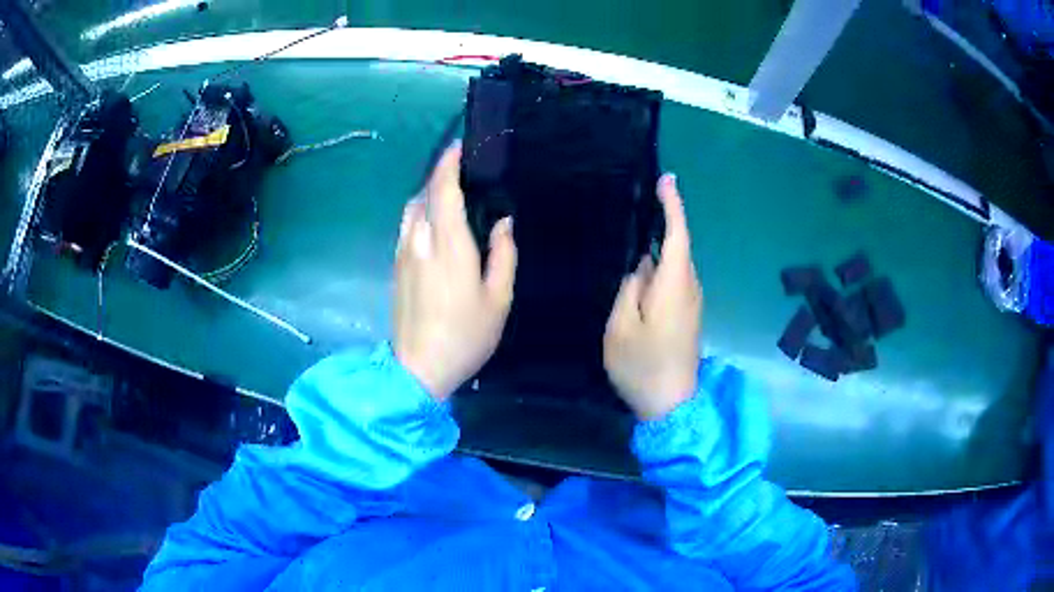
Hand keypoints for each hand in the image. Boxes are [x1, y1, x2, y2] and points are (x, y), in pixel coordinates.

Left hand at [394, 142, 517, 400]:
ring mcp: (403, 254)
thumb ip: (503, 254)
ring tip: (449, 196)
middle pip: (423, 194)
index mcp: (448, 245)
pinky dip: (420, 214)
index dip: (448, 164)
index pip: (442, 190)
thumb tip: (504, 223)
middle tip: (463, 173)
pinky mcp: (395, 267)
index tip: (460, 148)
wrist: (418, 368)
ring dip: (428, 194)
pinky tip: (434, 226)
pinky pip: (406, 227)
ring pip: (411, 209)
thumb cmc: (465, 335)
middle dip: (440, 177)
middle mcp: (419, 241)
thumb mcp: (498, 298)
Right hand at [603, 174, 702, 419]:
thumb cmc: (642, 366)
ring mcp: (692, 303)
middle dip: (665, 223)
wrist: (671, 405)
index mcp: (673, 285)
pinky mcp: (689, 316)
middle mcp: (689, 288)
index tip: (667, 179)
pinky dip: (662, 269)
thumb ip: (630, 289)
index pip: (677, 235)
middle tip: (640, 205)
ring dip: (660, 249)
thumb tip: (641, 268)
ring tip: (634, 237)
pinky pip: (676, 281)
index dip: (673, 205)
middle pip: (679, 247)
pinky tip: (642, 275)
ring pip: (676, 265)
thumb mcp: (621, 327)